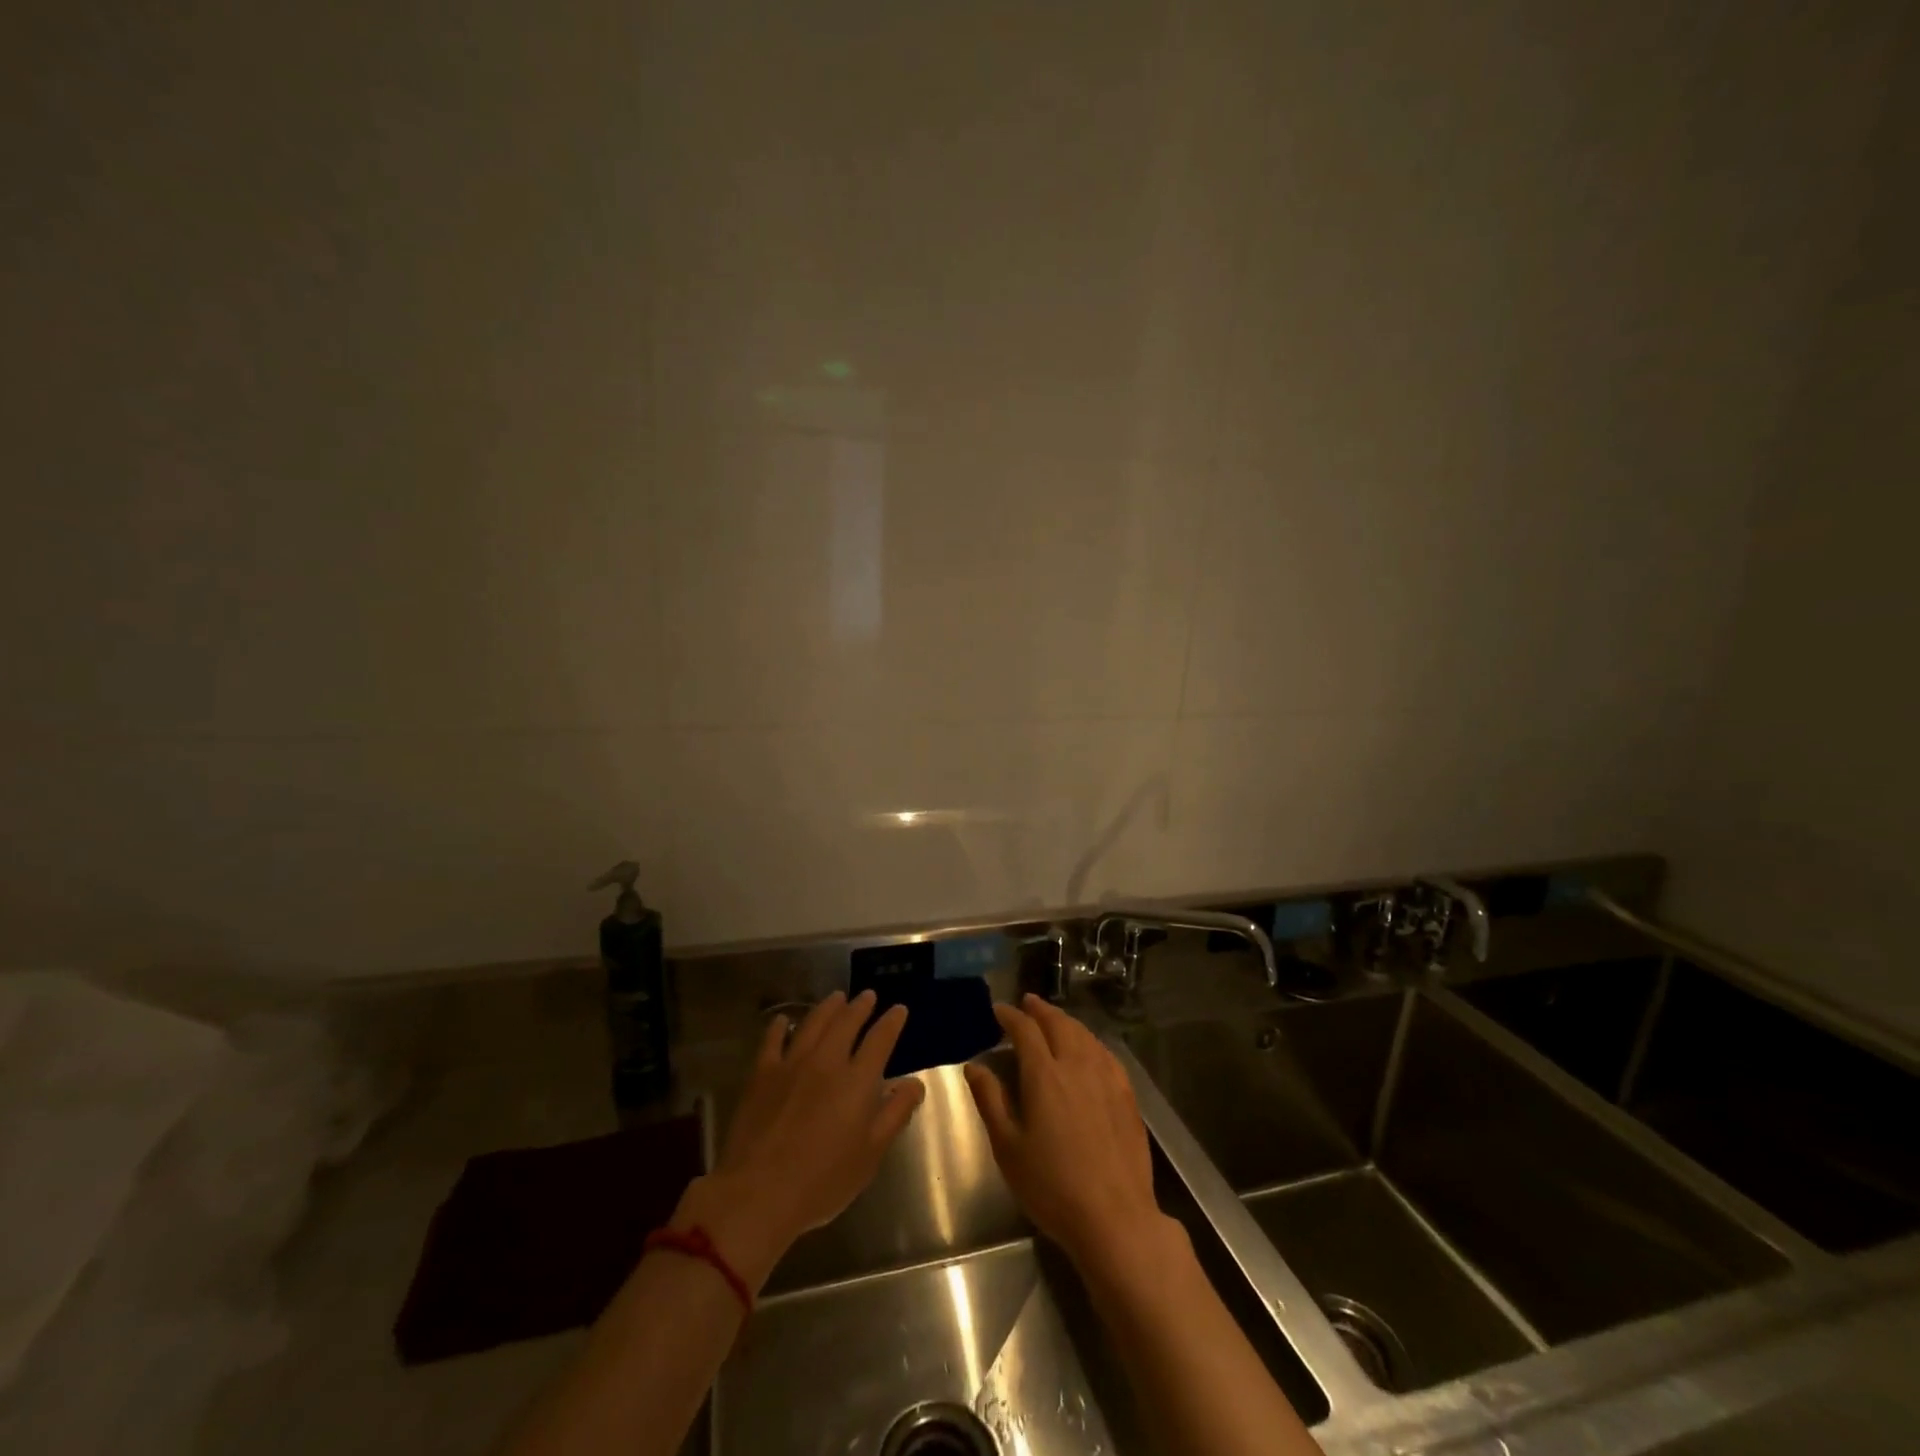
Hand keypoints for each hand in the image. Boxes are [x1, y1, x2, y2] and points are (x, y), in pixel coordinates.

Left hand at [673, 990, 925, 1290]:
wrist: (759, 1193)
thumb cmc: (823, 1180)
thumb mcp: (871, 1154)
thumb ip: (896, 1113)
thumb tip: (915, 1083)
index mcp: (857, 1080)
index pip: (880, 1039)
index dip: (891, 1021)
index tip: (899, 1009)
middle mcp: (826, 1061)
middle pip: (846, 1022)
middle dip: (860, 1006)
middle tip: (868, 995)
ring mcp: (791, 1064)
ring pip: (813, 1023)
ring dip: (828, 1008)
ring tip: (836, 997)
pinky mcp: (761, 1074)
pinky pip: (772, 1040)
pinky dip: (779, 1026)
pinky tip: (783, 1020)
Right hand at [964, 994, 1178, 1278]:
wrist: (1115, 1218)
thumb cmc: (1052, 1187)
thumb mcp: (1008, 1148)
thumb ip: (991, 1100)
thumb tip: (974, 1066)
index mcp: (1044, 1075)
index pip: (1025, 1030)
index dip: (1010, 1016)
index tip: (998, 1010)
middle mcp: (1077, 1065)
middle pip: (1058, 1024)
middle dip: (1040, 1010)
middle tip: (1027, 1003)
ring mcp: (1106, 1078)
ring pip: (1084, 1035)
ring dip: (1065, 1021)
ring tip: (1054, 1019)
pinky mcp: (1127, 1095)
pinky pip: (1105, 1053)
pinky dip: (1090, 1041)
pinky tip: (1088, 1048)